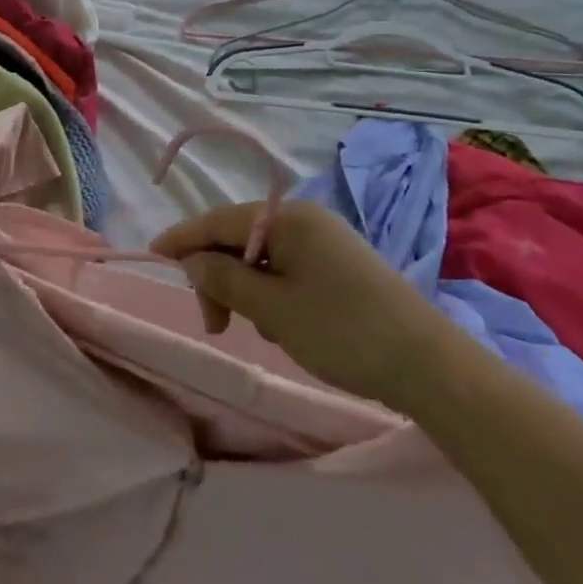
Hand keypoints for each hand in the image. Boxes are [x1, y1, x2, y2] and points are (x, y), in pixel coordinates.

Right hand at [151, 199, 447, 407]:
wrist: (429, 365)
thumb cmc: (343, 332)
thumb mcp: (273, 310)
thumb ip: (224, 280)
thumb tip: (192, 260)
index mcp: (288, 218)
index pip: (220, 221)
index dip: (184, 239)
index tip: (153, 255)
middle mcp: (305, 219)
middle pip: (240, 239)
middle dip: (220, 277)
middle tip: (217, 326)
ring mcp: (326, 241)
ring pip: (264, 259)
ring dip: (249, 291)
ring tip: (263, 332)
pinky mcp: (341, 265)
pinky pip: (289, 271)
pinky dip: (275, 295)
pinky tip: (288, 328)